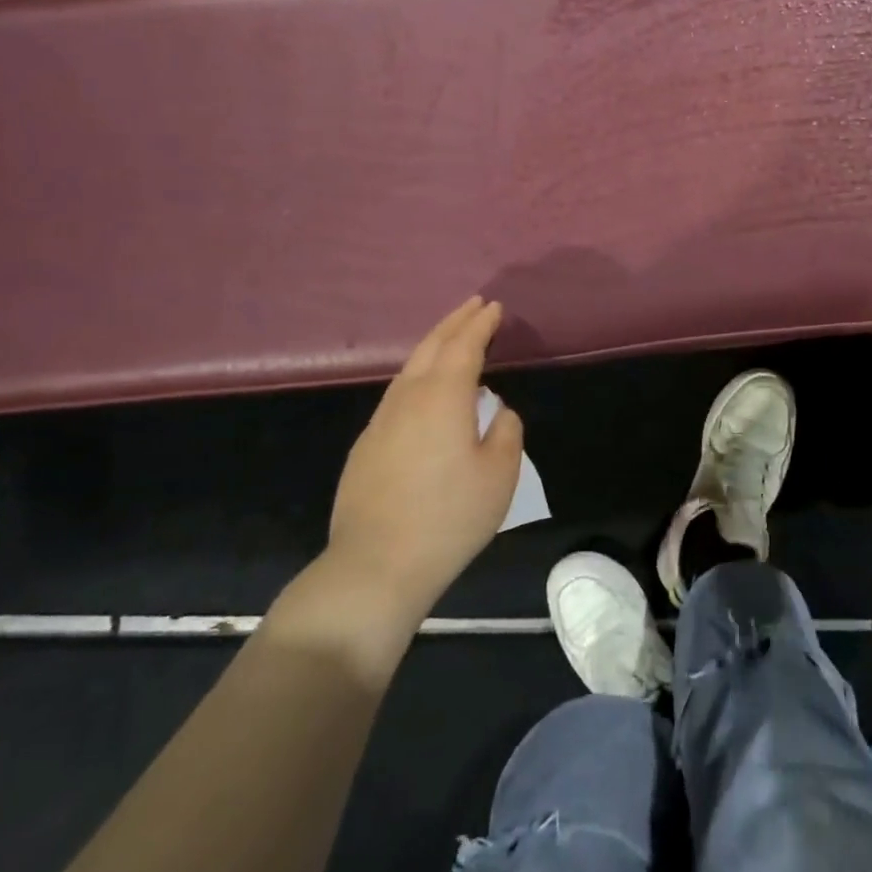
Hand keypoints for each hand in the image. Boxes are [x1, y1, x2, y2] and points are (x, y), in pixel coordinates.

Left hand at [271, 298, 523, 670]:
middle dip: (454, 322)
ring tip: (452, 339)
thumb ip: (505, 432)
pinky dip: (417, 376)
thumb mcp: (499, 475)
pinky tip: (425, 391)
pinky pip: (397, 394)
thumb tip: (496, 412)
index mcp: (443, 397)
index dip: (480, 324)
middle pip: (431, 347)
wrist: (376, 565)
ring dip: (433, 346)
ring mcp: (380, 422)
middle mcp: (407, 399)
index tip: (493, 308)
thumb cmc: (449, 517)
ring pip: (409, 369)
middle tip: (474, 306)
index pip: (464, 346)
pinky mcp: (366, 446)